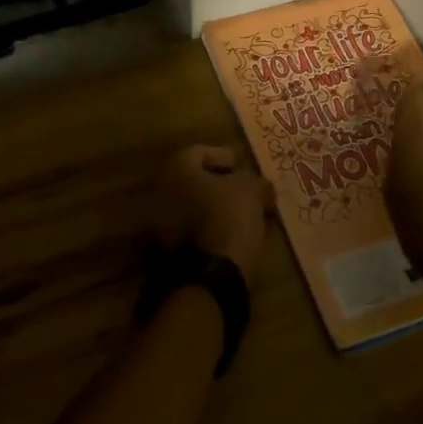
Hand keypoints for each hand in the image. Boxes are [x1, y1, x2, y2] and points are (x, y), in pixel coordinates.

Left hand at [154, 145, 274, 281]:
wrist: (208, 272)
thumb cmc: (227, 216)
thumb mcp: (251, 190)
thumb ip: (256, 181)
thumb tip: (262, 186)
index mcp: (177, 168)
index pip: (200, 151)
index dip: (223, 155)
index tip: (241, 165)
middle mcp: (162, 189)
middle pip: (194, 179)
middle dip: (219, 183)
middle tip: (243, 188)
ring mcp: (161, 221)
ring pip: (192, 205)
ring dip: (214, 206)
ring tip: (242, 212)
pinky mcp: (168, 248)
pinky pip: (191, 227)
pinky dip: (209, 225)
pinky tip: (231, 232)